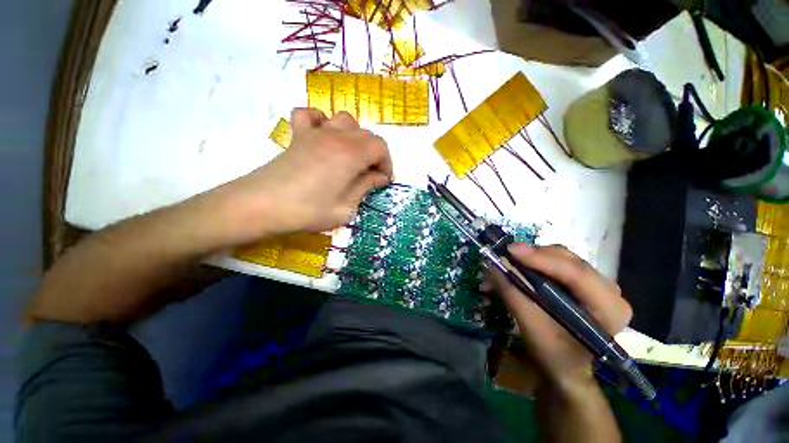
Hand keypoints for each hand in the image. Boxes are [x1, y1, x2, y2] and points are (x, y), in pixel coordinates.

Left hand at [220, 108, 392, 242]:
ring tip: (351, 157)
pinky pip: (312, 115)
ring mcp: (315, 133)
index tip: (383, 181)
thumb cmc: (307, 211)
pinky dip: (322, 122)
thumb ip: (365, 187)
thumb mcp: (345, 208)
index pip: (381, 147)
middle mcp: (336, 137)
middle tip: (369, 175)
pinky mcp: (298, 135)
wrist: (260, 206)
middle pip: (367, 135)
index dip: (387, 164)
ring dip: (354, 137)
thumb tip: (379, 178)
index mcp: (351, 154)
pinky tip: (323, 138)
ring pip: (345, 120)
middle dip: (375, 154)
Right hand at [486, 244, 631, 389]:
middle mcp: (608, 290)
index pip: (577, 274)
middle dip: (534, 257)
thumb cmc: (556, 356)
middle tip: (506, 257)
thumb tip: (492, 265)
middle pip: (569, 260)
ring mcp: (597, 284)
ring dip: (532, 259)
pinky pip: (557, 263)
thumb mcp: (533, 329)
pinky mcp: (583, 282)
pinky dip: (534, 264)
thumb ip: (513, 295)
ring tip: (508, 264)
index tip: (510, 251)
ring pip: (561, 258)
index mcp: (609, 308)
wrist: (568, 369)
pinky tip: (519, 268)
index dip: (542, 259)